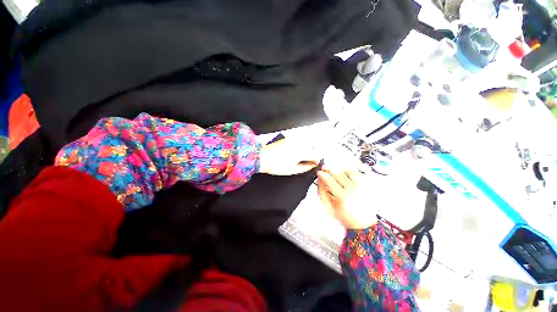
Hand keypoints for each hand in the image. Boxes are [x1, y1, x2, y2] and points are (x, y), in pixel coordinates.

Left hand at [258, 138, 319, 175]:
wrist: (261, 158)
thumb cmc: (274, 164)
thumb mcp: (292, 170)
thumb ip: (305, 168)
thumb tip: (311, 166)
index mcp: (300, 152)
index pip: (315, 155)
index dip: (316, 161)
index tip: (315, 164)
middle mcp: (298, 144)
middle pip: (310, 149)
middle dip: (310, 156)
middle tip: (306, 163)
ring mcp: (292, 140)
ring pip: (304, 145)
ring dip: (304, 151)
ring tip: (297, 159)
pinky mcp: (287, 139)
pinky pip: (297, 142)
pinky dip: (298, 148)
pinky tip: (292, 154)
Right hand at [316, 169, 376, 228]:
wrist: (363, 224)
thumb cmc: (344, 217)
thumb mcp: (328, 207)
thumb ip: (322, 192)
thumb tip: (319, 179)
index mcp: (343, 198)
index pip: (330, 181)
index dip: (322, 174)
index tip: (319, 172)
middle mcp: (354, 190)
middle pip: (339, 173)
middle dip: (329, 169)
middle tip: (324, 168)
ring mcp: (362, 187)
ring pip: (348, 171)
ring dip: (339, 169)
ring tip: (335, 172)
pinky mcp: (368, 185)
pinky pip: (357, 173)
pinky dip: (349, 171)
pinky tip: (345, 174)